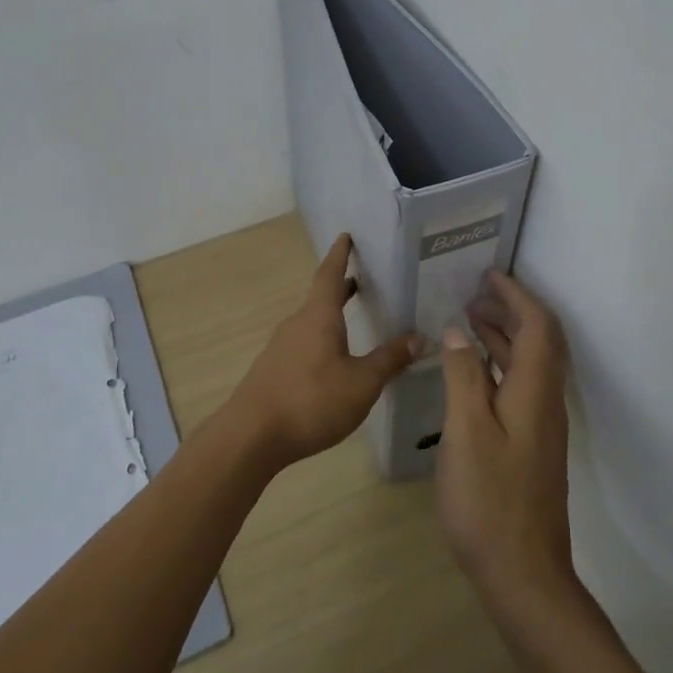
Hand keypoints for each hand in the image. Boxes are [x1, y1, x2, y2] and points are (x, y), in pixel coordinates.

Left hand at [229, 234, 424, 464]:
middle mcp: (297, 324)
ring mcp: (281, 347)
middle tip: (362, 278)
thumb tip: (420, 337)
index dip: (340, 255)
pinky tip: (333, 360)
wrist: (251, 436)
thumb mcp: (361, 383)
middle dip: (341, 287)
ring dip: (331, 315)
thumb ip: (390, 359)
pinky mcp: (274, 370)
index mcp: (318, 317)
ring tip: (353, 318)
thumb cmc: (311, 401)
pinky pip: (303, 343)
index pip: (330, 274)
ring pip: (311, 322)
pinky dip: (322, 339)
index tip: (346, 236)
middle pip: (320, 297)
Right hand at [437, 270, 575, 610]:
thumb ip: (463, 377)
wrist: (524, 575)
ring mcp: (541, 427)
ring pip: (528, 366)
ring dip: (503, 337)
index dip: (516, 296)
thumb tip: (460, 332)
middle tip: (473, 292)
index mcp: (535, 392)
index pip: (538, 326)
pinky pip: (519, 388)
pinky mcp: (531, 446)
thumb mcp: (467, 432)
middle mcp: (546, 403)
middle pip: (539, 342)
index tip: (488, 274)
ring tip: (468, 321)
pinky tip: (471, 373)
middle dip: (510, 310)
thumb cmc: (489, 501)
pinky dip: (498, 366)